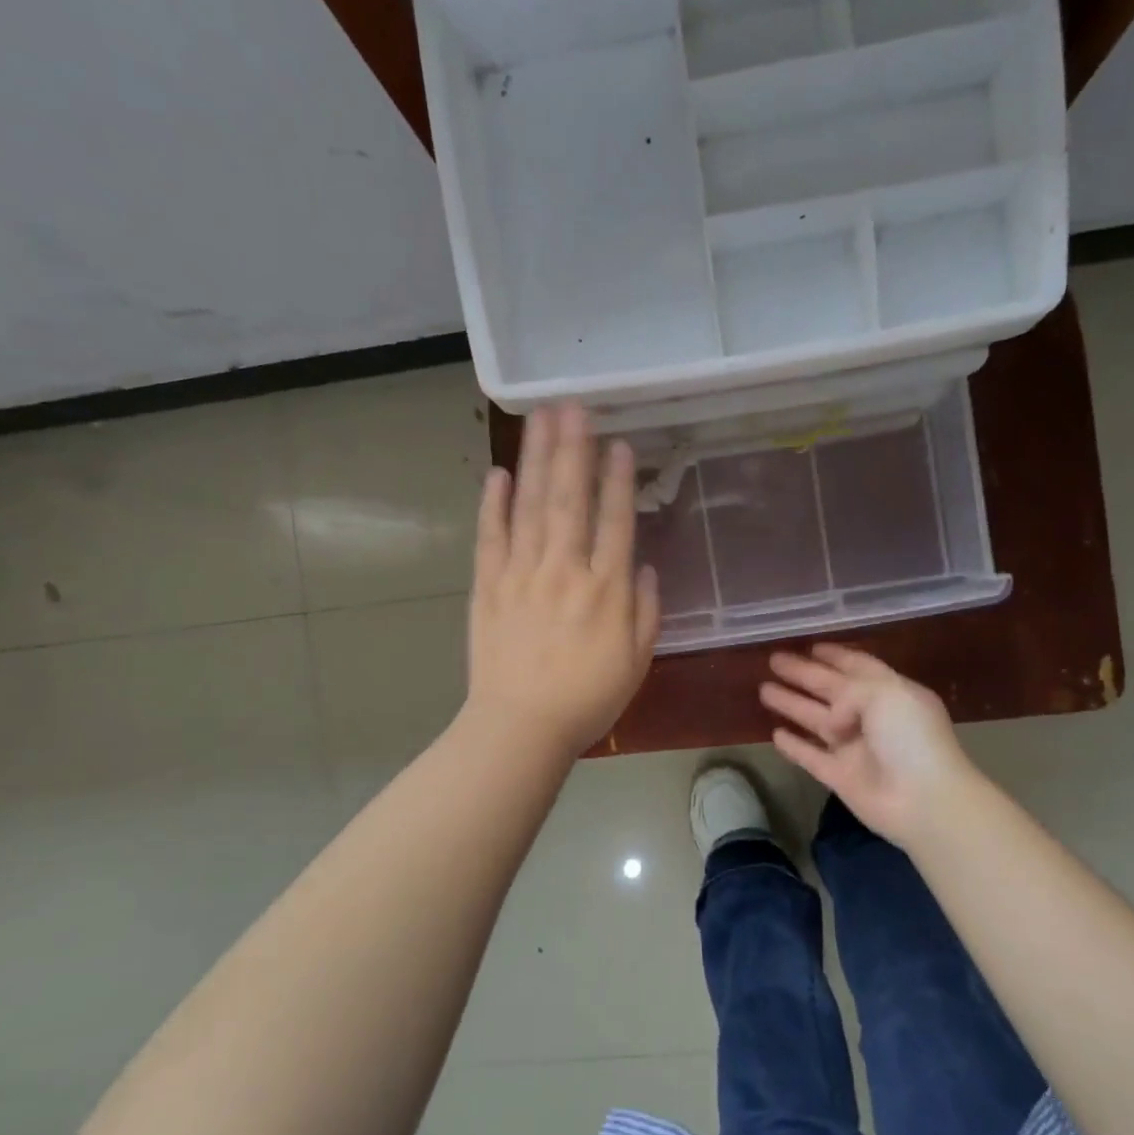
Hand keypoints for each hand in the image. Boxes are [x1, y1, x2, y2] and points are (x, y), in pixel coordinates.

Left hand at [464, 403, 659, 759]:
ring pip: (530, 506)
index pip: (615, 522)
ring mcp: (521, 575)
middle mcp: (564, 571)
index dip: (618, 480)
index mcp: (605, 590)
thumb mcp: (636, 662)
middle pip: (569, 499)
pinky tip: (497, 474)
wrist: (519, 728)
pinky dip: (492, 504)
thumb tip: (644, 567)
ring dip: (536, 459)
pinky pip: (490, 537)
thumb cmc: (586, 700)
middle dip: (573, 449)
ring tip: (540, 419)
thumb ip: (644, 611)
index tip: (619, 443)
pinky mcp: (488, 587)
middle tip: (573, 406)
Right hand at [761, 644, 978, 847]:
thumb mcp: (885, 694)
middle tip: (773, 660)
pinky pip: (811, 757)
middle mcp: (872, 718)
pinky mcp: (840, 777)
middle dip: (803, 674)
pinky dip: (794, 746)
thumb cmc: (910, 738)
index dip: (835, 655)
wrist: (924, 801)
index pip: (858, 667)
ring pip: (815, 720)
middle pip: (830, 690)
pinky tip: (775, 734)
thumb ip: (849, 691)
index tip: (810, 646)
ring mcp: (855, 748)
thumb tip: (832, 717)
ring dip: (792, 704)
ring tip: (763, 690)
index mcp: (891, 693)